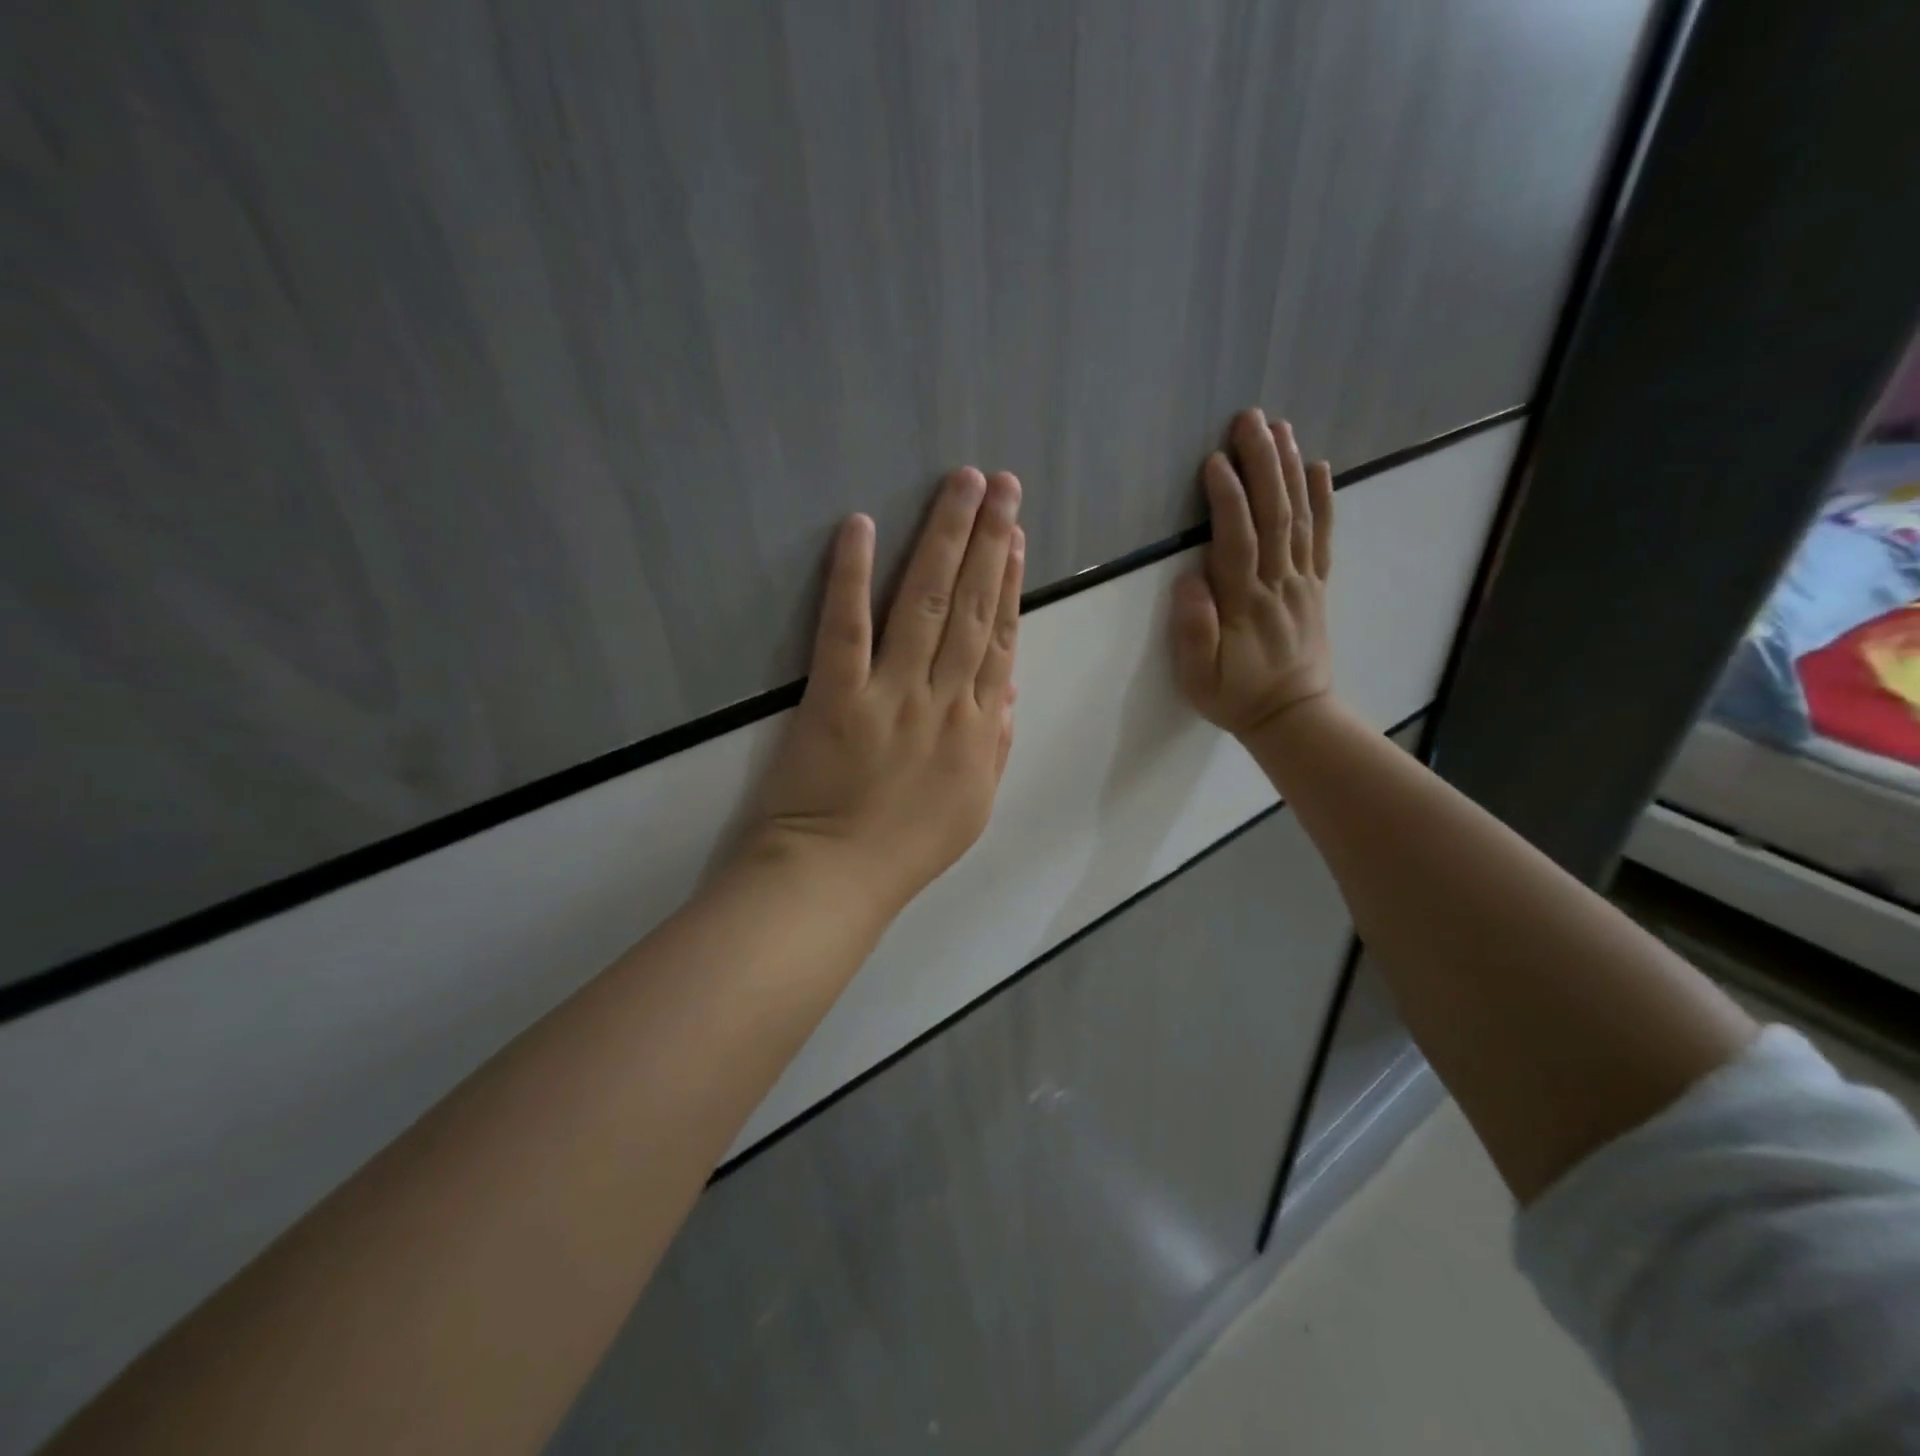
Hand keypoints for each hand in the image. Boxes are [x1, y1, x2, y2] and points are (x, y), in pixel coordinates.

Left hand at [745, 469, 1024, 917]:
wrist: (838, 878)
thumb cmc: (907, 847)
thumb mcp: (975, 804)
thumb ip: (997, 742)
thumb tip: (1010, 685)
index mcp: (979, 727)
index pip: (1001, 639)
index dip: (1011, 582)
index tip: (1017, 535)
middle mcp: (943, 699)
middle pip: (973, 607)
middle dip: (989, 539)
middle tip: (1001, 484)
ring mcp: (891, 694)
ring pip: (925, 603)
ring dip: (944, 539)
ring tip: (961, 485)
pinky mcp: (836, 696)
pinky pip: (846, 628)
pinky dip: (853, 575)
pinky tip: (861, 526)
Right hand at [1171, 409, 1333, 736]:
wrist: (1293, 716)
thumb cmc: (1237, 696)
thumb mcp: (1198, 678)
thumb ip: (1193, 631)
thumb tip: (1189, 580)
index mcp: (1244, 603)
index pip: (1237, 540)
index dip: (1228, 499)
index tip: (1216, 461)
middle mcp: (1278, 583)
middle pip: (1273, 515)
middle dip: (1262, 464)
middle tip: (1251, 420)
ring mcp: (1302, 582)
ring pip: (1298, 518)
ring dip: (1289, 470)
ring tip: (1280, 428)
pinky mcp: (1317, 586)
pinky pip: (1323, 537)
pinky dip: (1324, 500)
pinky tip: (1318, 467)